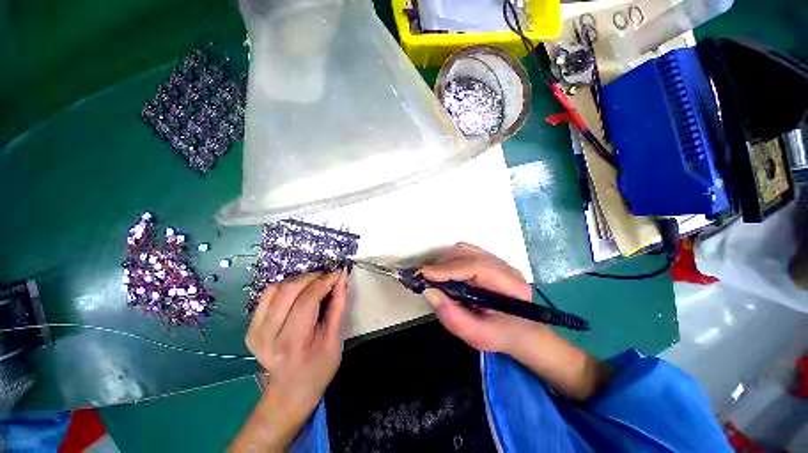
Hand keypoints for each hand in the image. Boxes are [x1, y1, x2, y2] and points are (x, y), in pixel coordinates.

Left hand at [232, 271, 346, 451]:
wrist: (289, 392)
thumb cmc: (318, 369)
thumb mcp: (335, 339)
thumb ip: (338, 305)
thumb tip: (341, 278)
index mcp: (292, 343)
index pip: (307, 300)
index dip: (325, 281)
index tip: (338, 272)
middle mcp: (267, 336)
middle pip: (289, 290)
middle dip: (313, 277)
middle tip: (328, 277)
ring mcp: (254, 331)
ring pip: (276, 288)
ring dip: (299, 280)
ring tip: (315, 284)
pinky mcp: (250, 327)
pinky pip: (267, 295)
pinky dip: (286, 287)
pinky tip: (299, 292)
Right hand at [421, 243, 612, 400]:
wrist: (523, 332)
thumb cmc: (502, 336)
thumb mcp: (477, 336)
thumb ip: (452, 316)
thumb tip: (429, 292)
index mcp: (510, 285)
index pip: (475, 267)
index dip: (447, 269)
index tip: (423, 275)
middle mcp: (505, 267)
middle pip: (467, 254)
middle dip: (441, 265)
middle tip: (422, 279)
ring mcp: (497, 261)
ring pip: (464, 250)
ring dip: (443, 261)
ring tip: (431, 277)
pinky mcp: (489, 260)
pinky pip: (464, 252)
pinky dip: (449, 259)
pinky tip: (443, 272)